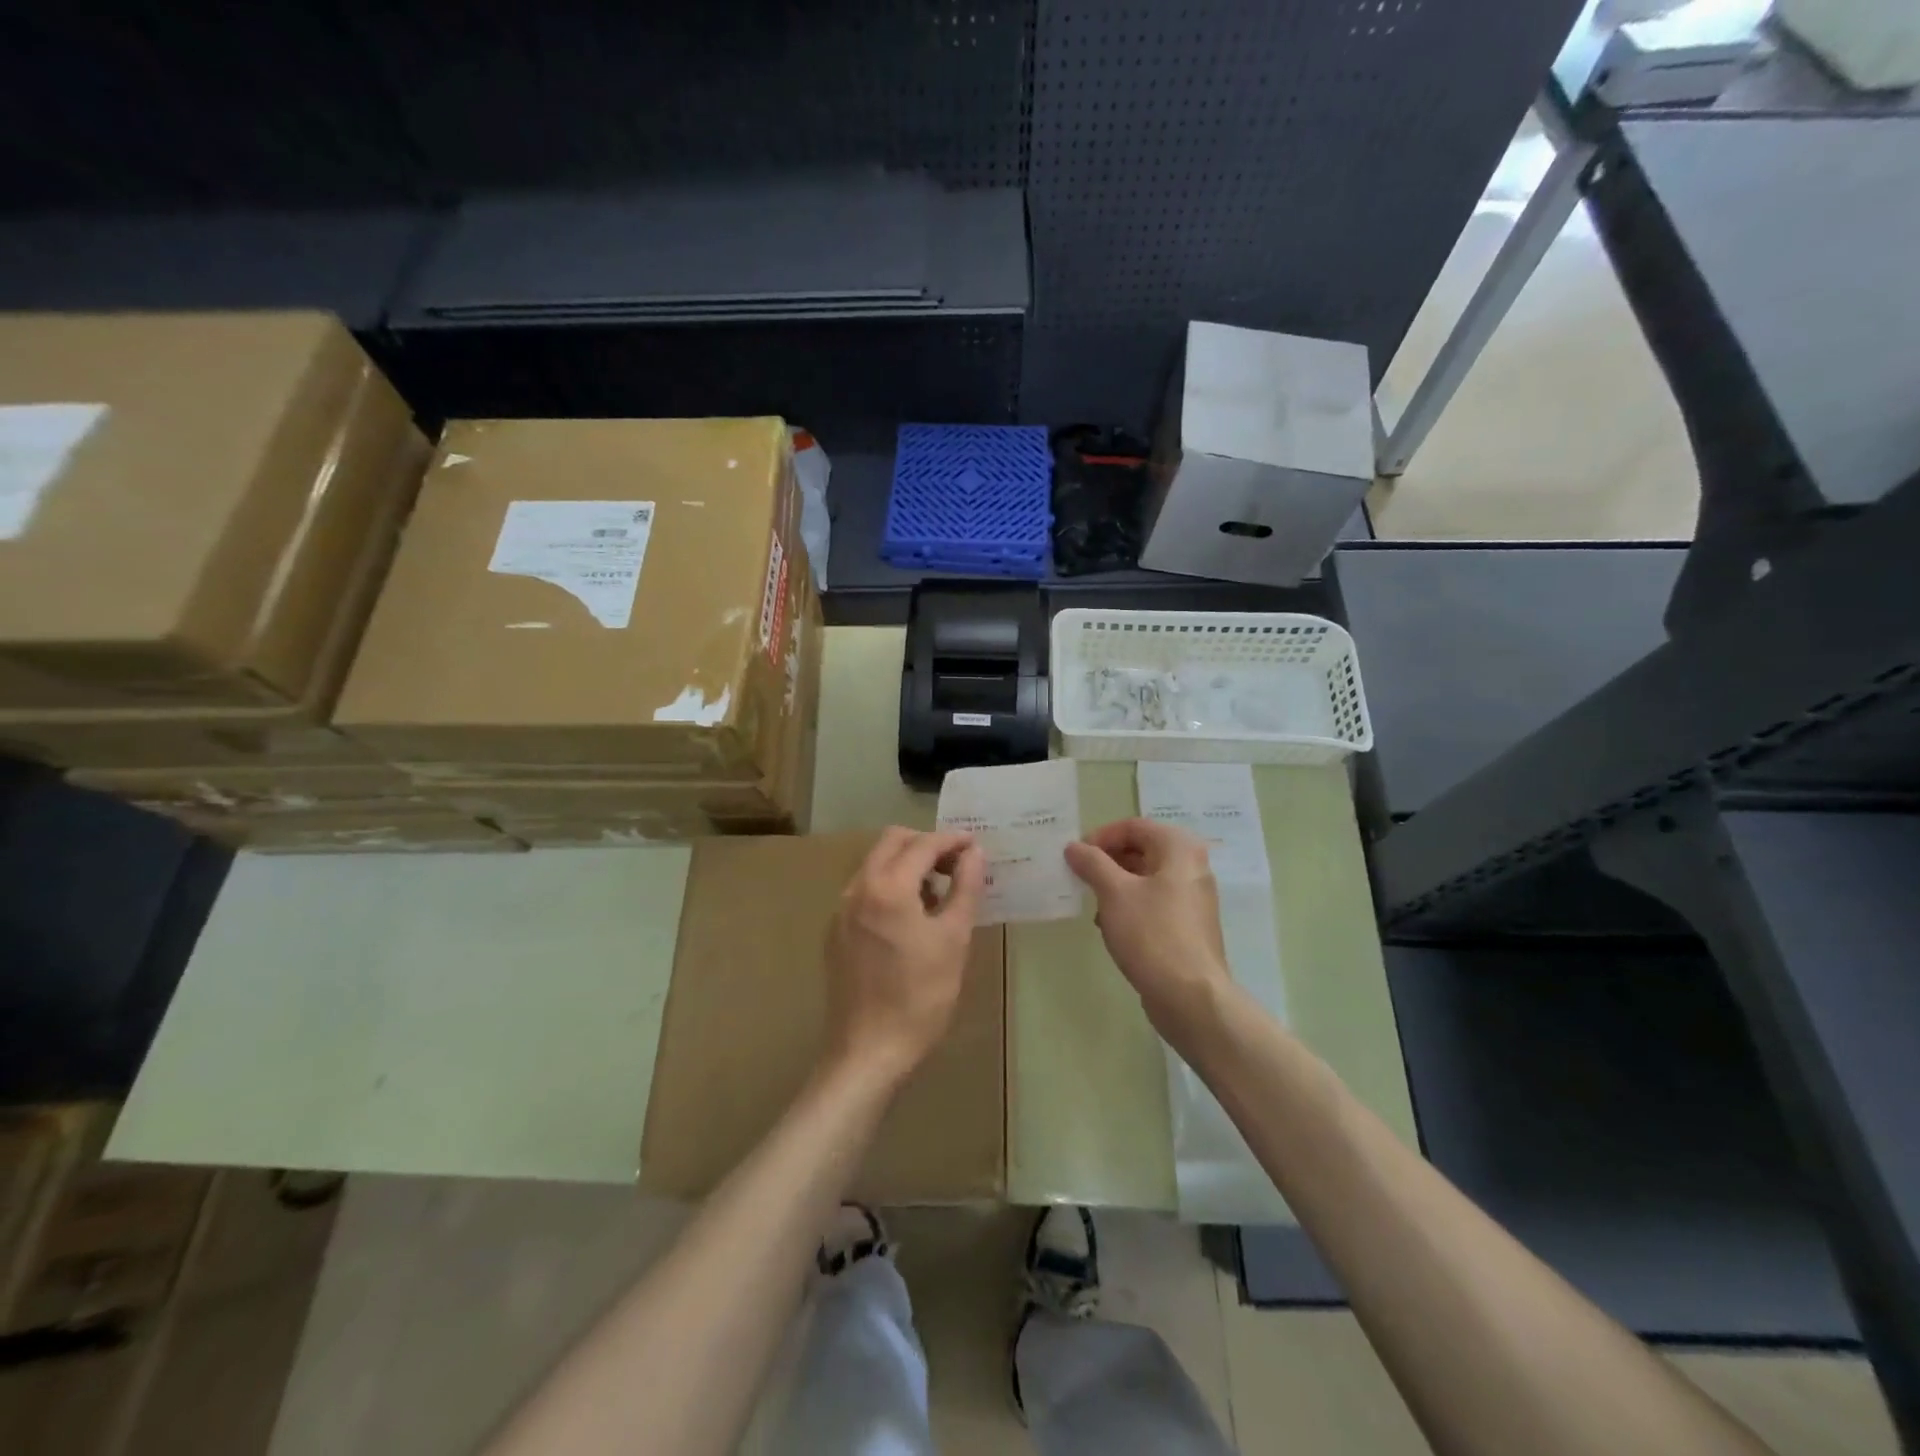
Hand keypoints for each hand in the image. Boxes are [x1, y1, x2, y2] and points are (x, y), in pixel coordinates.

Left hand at [824, 827, 986, 1087]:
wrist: (868, 1050)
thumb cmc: (920, 996)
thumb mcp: (954, 939)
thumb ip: (965, 888)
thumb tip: (974, 853)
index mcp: (887, 886)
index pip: (923, 844)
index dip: (952, 840)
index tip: (975, 846)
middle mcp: (857, 888)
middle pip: (892, 842)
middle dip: (926, 845)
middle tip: (956, 866)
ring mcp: (841, 910)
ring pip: (875, 864)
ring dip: (907, 865)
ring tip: (938, 894)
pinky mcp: (835, 931)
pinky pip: (864, 891)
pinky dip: (890, 887)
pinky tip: (910, 919)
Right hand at [1065, 818, 1231, 1040]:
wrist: (1190, 997)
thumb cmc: (1151, 934)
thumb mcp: (1114, 893)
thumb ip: (1092, 863)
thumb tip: (1074, 847)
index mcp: (1179, 849)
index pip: (1134, 826)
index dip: (1101, 837)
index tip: (1075, 856)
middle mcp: (1191, 866)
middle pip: (1142, 849)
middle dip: (1107, 861)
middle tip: (1080, 877)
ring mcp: (1192, 898)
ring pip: (1146, 878)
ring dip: (1116, 885)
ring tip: (1092, 902)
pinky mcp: (1188, 926)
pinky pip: (1154, 902)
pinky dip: (1130, 906)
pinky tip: (1110, 926)